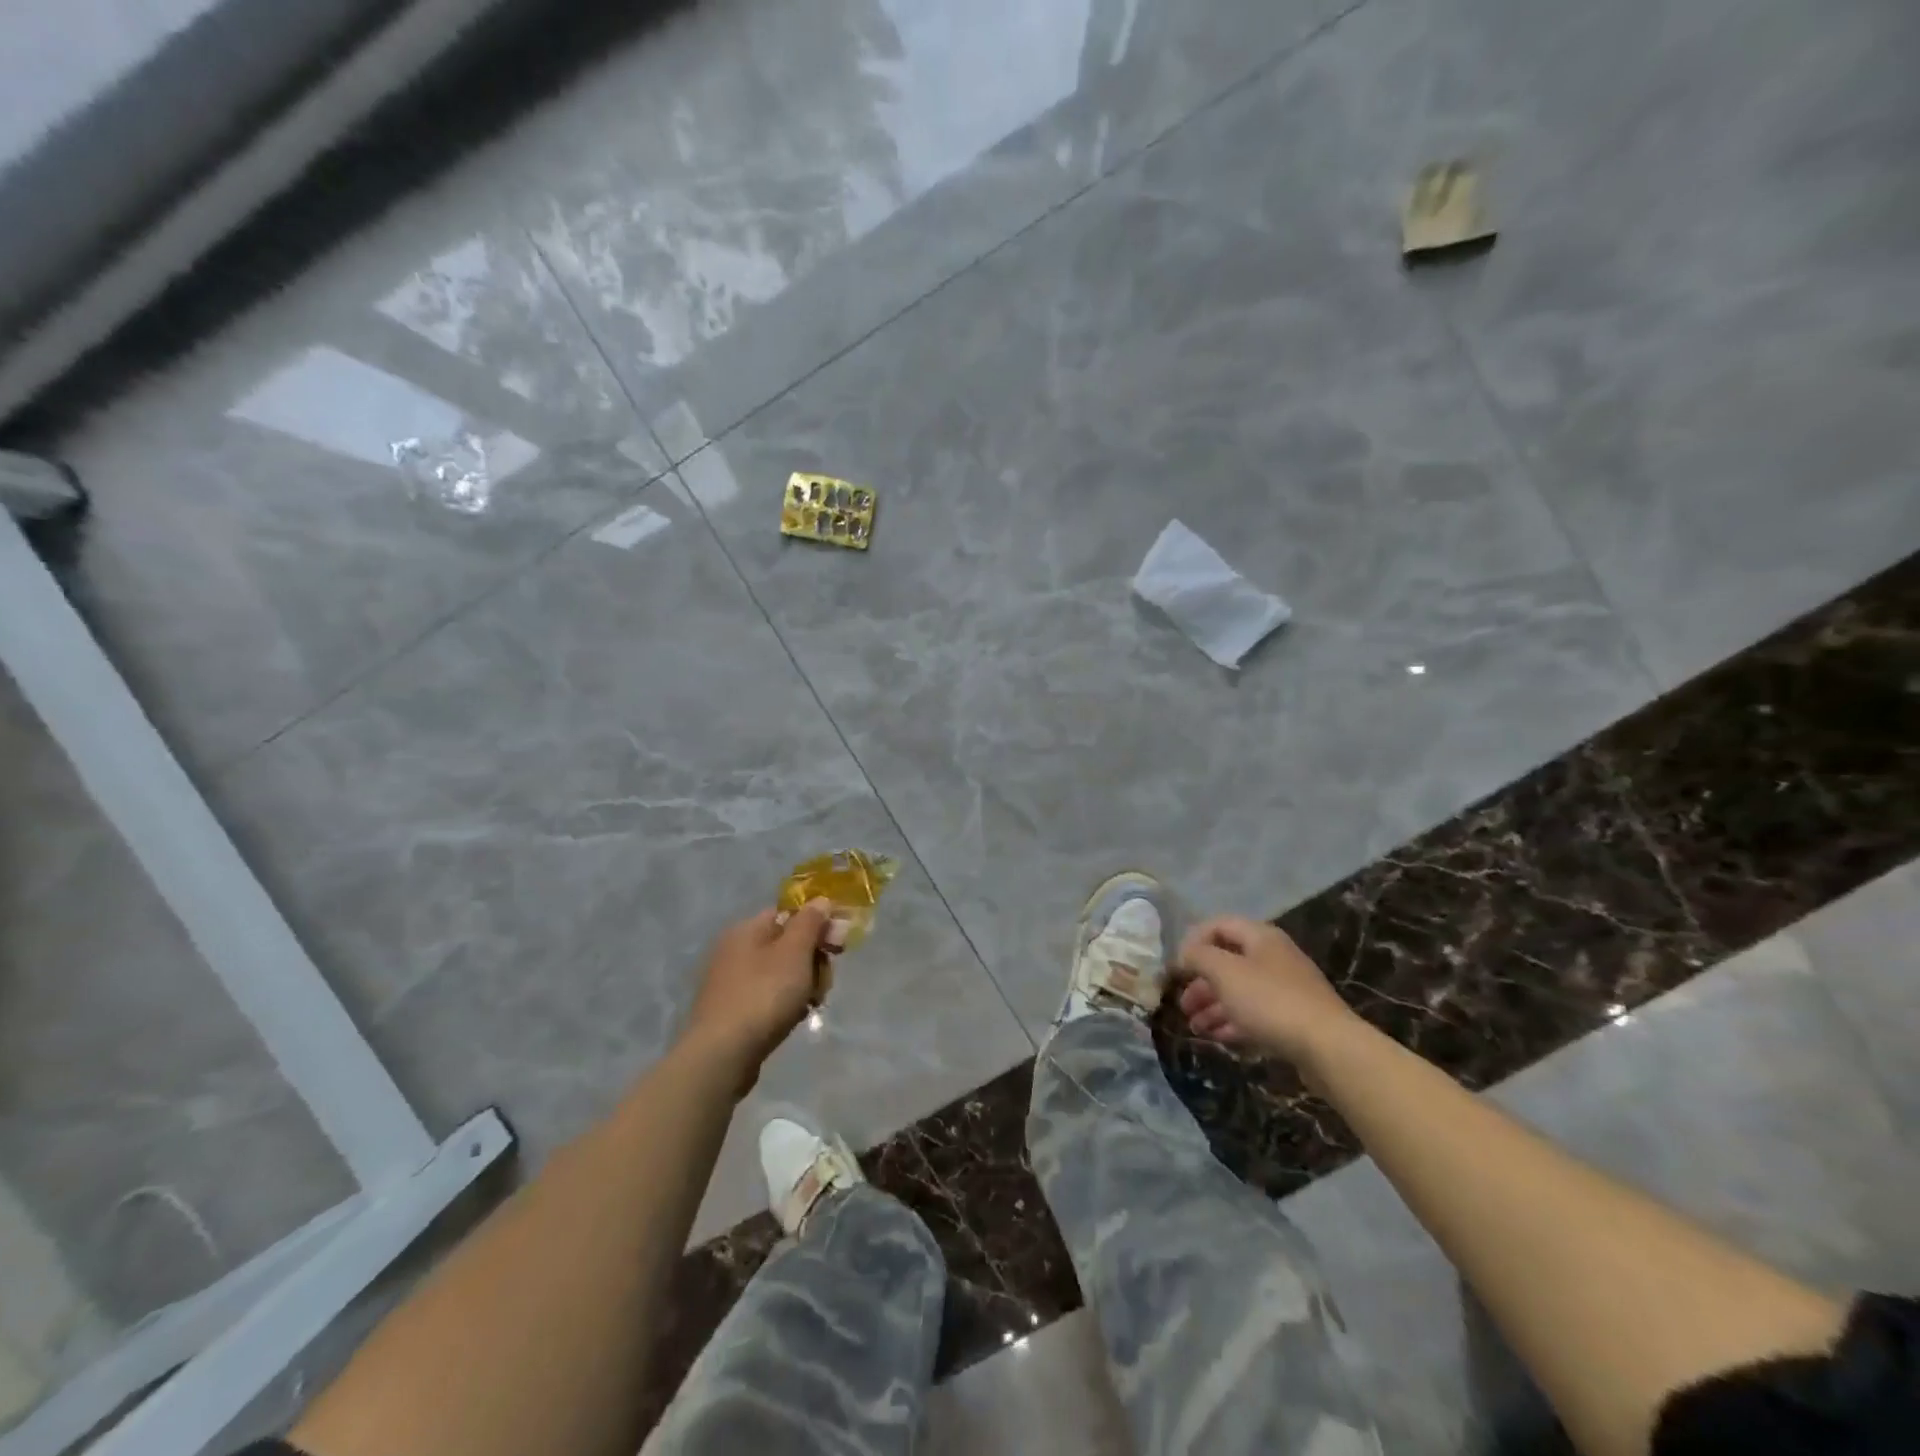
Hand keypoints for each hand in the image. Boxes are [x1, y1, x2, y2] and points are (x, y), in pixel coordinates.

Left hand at [681, 900, 834, 1087]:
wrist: (722, 1054)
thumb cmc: (763, 995)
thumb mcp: (794, 952)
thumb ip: (810, 922)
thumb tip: (820, 900)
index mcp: (746, 929)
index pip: (788, 914)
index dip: (817, 926)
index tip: (838, 946)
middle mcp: (734, 949)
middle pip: (786, 944)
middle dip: (812, 960)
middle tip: (824, 982)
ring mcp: (729, 982)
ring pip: (779, 973)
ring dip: (802, 985)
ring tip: (811, 1004)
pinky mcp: (730, 1011)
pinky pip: (766, 996)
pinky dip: (784, 1004)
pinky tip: (793, 1019)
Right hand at [1177, 915, 1361, 1066]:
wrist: (1328, 1047)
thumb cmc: (1270, 1001)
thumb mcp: (1224, 972)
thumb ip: (1198, 956)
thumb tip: (1185, 954)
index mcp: (1260, 937)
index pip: (1218, 925)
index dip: (1193, 941)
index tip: (1176, 967)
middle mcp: (1274, 957)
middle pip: (1228, 961)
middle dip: (1201, 982)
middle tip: (1182, 1003)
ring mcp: (1286, 989)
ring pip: (1240, 991)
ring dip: (1213, 1006)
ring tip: (1194, 1027)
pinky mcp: (1293, 1019)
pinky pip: (1255, 1014)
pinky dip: (1232, 1022)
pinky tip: (1216, 1037)